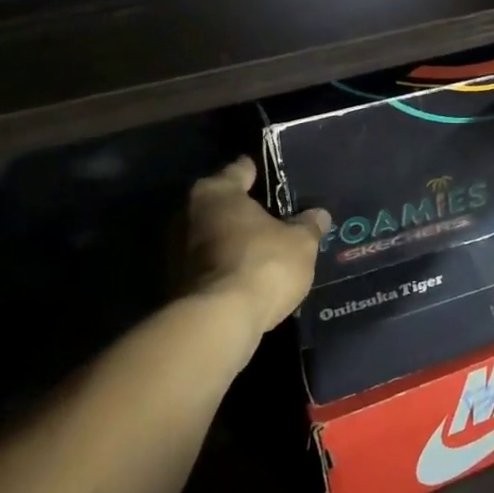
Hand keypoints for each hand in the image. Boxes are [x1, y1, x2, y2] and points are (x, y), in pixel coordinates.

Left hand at [182, 158, 329, 337]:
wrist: (217, 323)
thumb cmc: (262, 264)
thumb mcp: (300, 243)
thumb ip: (309, 225)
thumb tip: (318, 214)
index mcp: (215, 192)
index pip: (240, 169)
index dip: (260, 172)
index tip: (277, 177)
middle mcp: (187, 214)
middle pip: (223, 204)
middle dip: (246, 210)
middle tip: (277, 215)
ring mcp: (175, 251)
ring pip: (213, 236)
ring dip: (234, 241)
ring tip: (265, 248)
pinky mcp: (175, 284)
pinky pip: (209, 265)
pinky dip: (226, 266)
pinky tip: (249, 275)